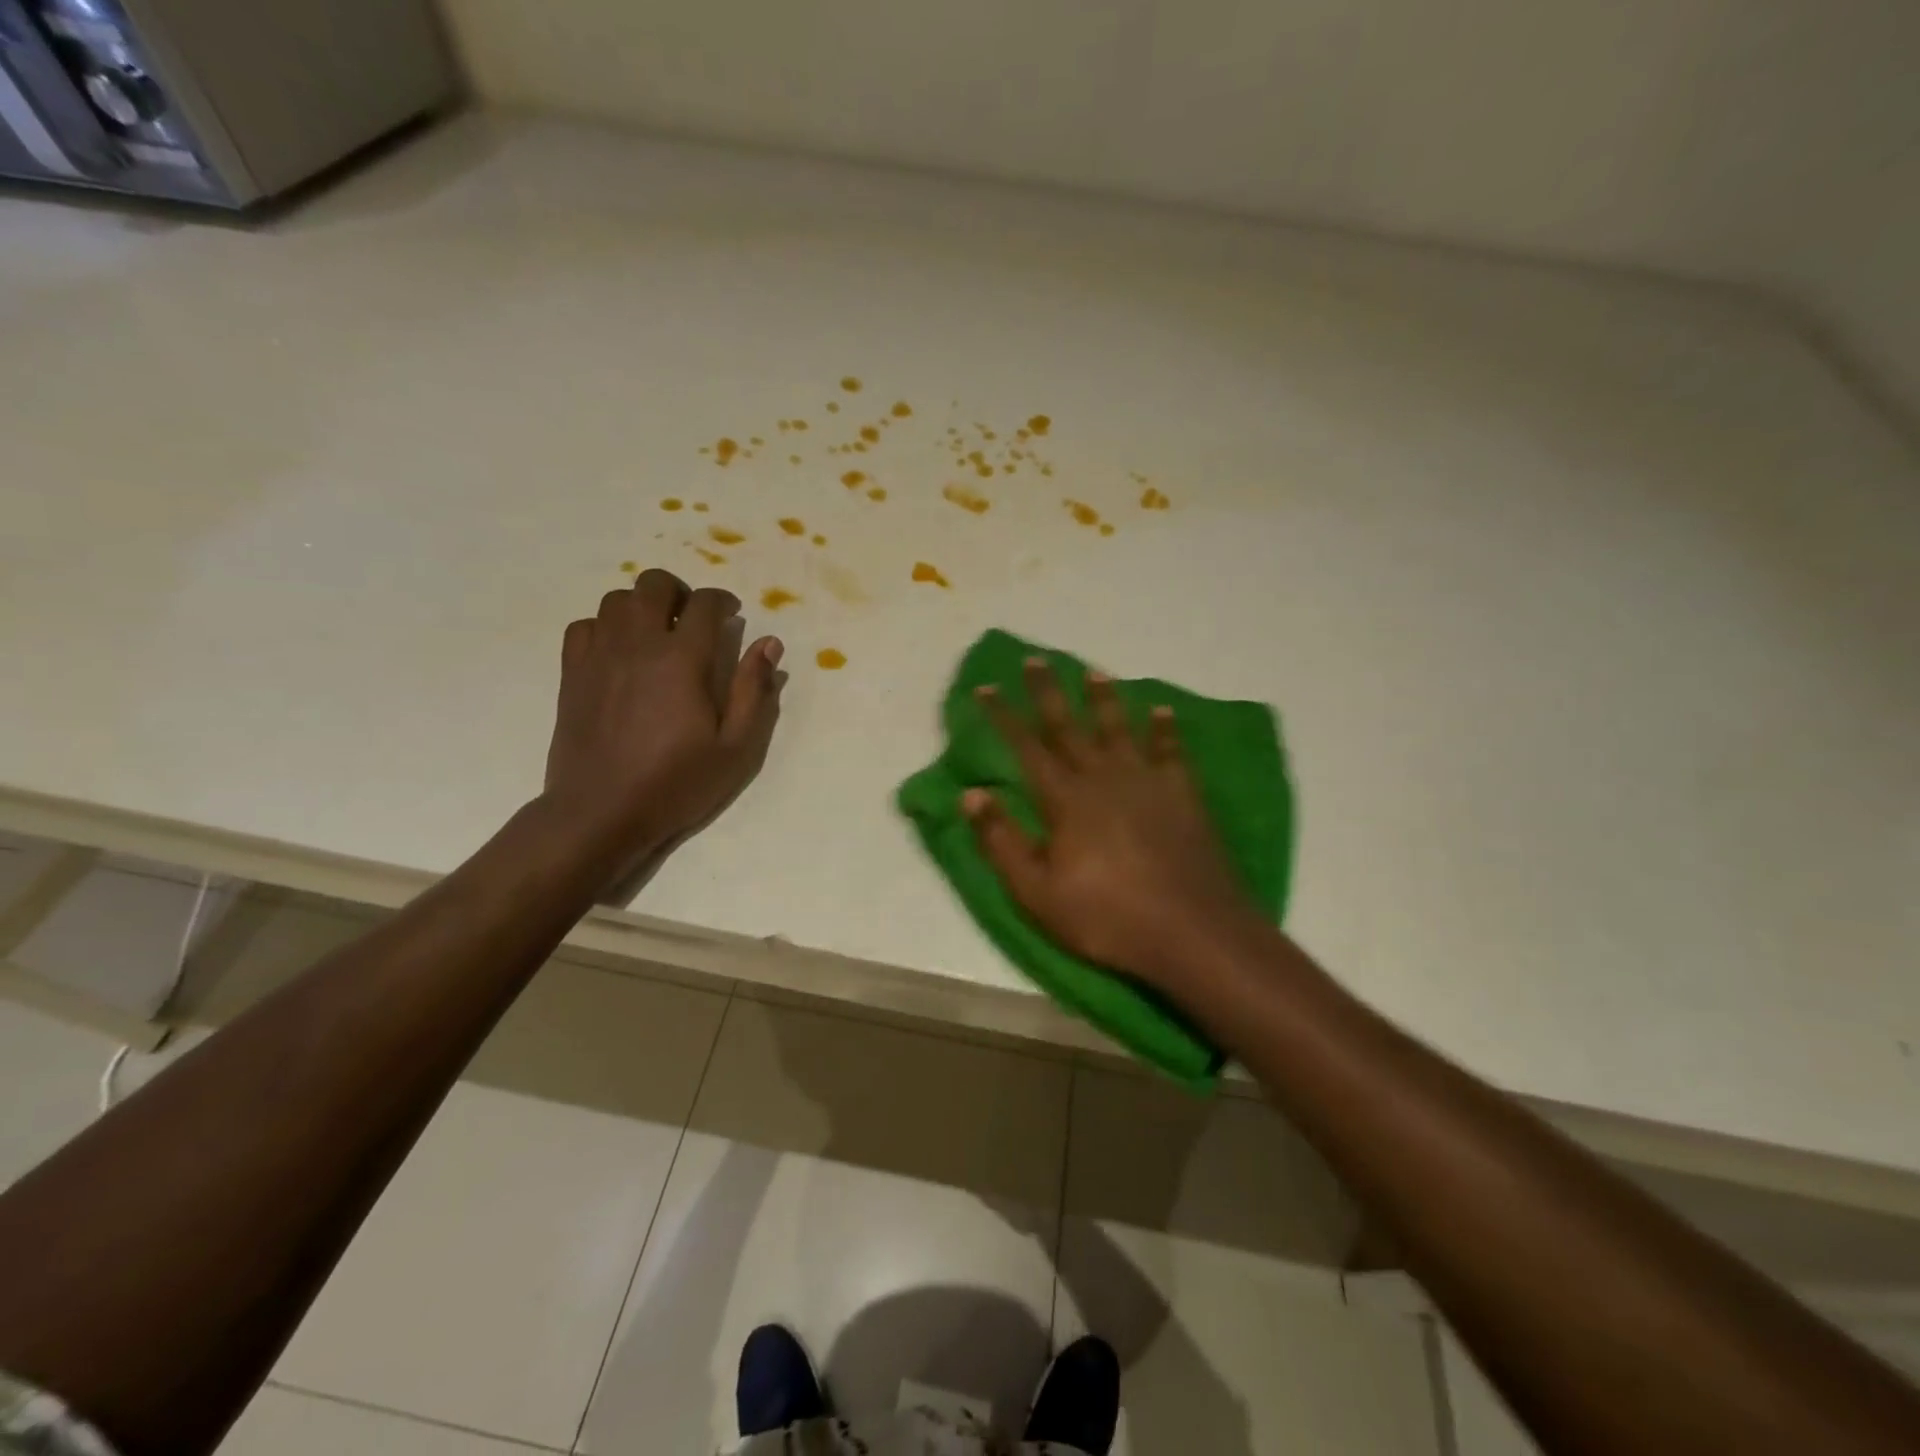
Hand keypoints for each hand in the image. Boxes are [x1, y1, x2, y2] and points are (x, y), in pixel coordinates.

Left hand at [543, 570, 783, 851]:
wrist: (601, 812)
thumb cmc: (676, 783)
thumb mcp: (735, 748)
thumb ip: (753, 691)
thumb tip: (768, 643)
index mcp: (682, 660)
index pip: (704, 604)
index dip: (722, 601)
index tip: (731, 615)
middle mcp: (637, 645)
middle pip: (654, 585)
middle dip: (679, 592)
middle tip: (693, 619)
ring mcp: (599, 656)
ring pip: (616, 599)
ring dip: (642, 605)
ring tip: (657, 632)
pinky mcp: (572, 673)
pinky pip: (584, 625)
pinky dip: (606, 626)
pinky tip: (619, 651)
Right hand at [964, 658, 1263, 993]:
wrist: (1192, 931)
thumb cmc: (1107, 917)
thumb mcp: (1038, 892)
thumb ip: (1002, 841)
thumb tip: (971, 793)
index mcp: (1066, 800)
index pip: (1026, 747)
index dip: (1003, 716)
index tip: (986, 687)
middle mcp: (1104, 778)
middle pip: (1069, 726)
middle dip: (1048, 692)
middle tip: (1035, 659)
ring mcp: (1147, 782)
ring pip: (1119, 729)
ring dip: (1103, 699)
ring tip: (1093, 672)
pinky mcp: (1183, 795)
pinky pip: (1170, 751)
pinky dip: (1165, 729)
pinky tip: (1162, 711)